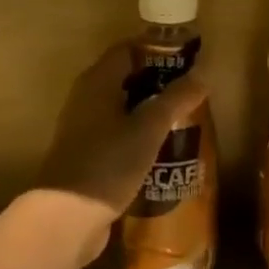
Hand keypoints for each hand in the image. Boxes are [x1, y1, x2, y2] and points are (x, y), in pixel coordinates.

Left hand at [36, 42, 207, 264]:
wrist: (65, 219)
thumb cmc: (108, 163)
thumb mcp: (148, 128)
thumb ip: (176, 99)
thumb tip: (203, 73)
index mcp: (97, 81)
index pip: (128, 49)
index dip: (157, 49)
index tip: (187, 58)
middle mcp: (86, 98)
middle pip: (125, 77)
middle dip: (158, 81)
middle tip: (190, 90)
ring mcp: (83, 128)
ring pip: (122, 107)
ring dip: (149, 110)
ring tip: (183, 119)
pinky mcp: (86, 156)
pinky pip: (117, 133)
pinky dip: (138, 134)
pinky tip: (161, 149)